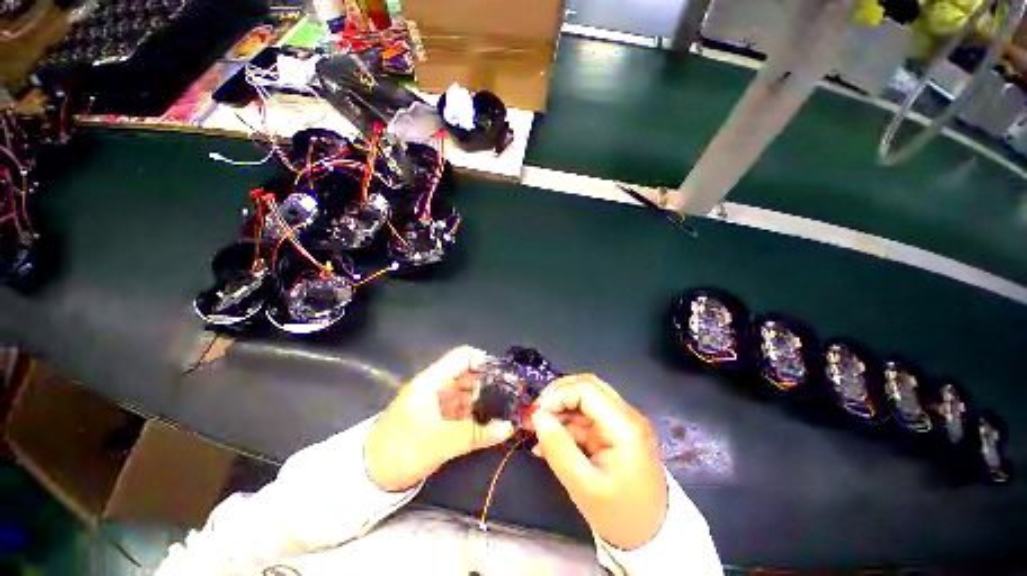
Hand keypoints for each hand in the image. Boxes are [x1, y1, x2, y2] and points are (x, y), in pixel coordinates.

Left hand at [365, 346, 515, 491]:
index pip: (462, 357)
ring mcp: (438, 401)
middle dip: (489, 383)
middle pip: (468, 373)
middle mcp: (436, 385)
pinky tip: (489, 423)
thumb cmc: (401, 451)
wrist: (370, 476)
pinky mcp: (438, 415)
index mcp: (432, 381)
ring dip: (484, 400)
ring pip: (467, 391)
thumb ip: (476, 434)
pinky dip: (475, 413)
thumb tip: (508, 427)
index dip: (483, 360)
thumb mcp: (440, 443)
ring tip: (504, 410)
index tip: (503, 376)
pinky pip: (462, 407)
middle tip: (510, 396)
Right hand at [528, 374, 667, 549]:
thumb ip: (558, 448)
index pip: (586, 390)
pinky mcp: (614, 430)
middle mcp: (625, 415)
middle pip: (586, 386)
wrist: (650, 537)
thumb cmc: (620, 516)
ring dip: (559, 410)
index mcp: (625, 425)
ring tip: (536, 431)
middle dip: (557, 396)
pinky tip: (549, 441)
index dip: (557, 395)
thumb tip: (537, 416)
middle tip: (535, 415)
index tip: (535, 414)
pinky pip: (585, 417)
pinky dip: (566, 424)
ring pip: (584, 399)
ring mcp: (621, 421)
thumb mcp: (584, 486)